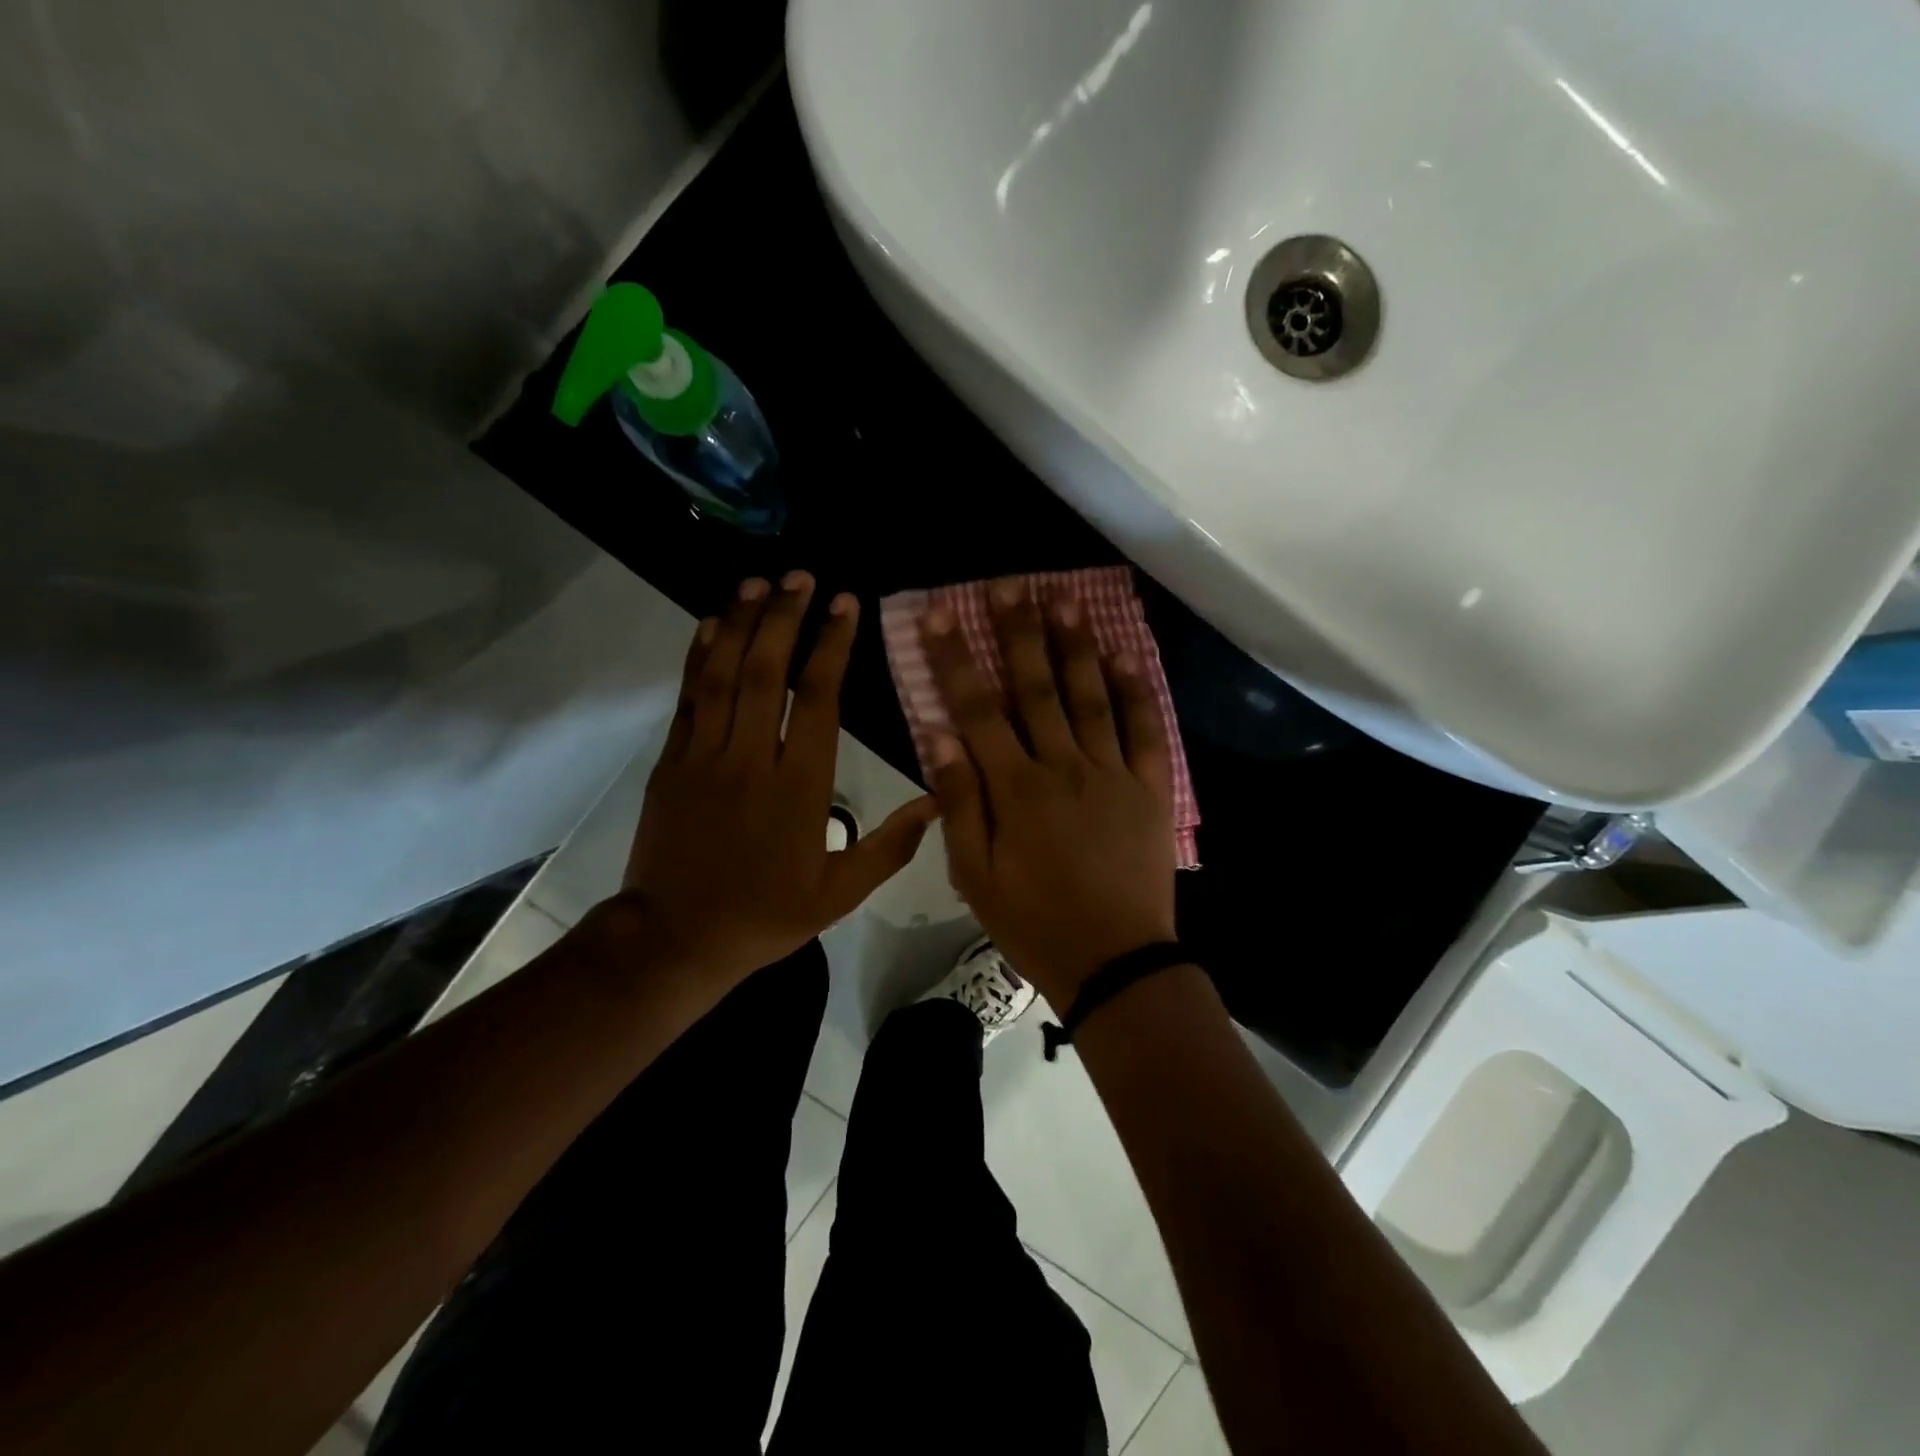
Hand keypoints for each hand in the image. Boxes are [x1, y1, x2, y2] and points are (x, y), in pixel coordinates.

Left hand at [619, 573, 937, 993]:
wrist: (675, 939)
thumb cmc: (764, 915)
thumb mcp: (840, 894)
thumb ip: (891, 847)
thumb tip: (938, 801)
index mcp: (799, 786)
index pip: (818, 698)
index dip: (832, 645)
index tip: (845, 603)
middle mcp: (751, 758)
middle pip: (767, 670)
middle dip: (786, 616)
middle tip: (802, 576)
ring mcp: (704, 756)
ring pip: (722, 674)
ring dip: (741, 622)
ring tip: (759, 582)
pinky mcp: (672, 762)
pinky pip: (687, 698)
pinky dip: (698, 656)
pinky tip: (710, 624)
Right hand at [922, 579, 1176, 1006]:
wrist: (1114, 961)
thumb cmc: (1034, 922)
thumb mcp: (976, 875)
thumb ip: (959, 803)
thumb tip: (940, 737)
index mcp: (1016, 789)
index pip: (977, 711)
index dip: (957, 660)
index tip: (942, 614)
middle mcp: (1063, 767)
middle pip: (1036, 689)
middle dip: (1018, 633)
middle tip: (1009, 585)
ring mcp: (1112, 773)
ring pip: (1090, 697)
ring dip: (1074, 646)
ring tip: (1062, 600)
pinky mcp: (1150, 788)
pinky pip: (1144, 730)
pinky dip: (1136, 691)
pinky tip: (1124, 656)